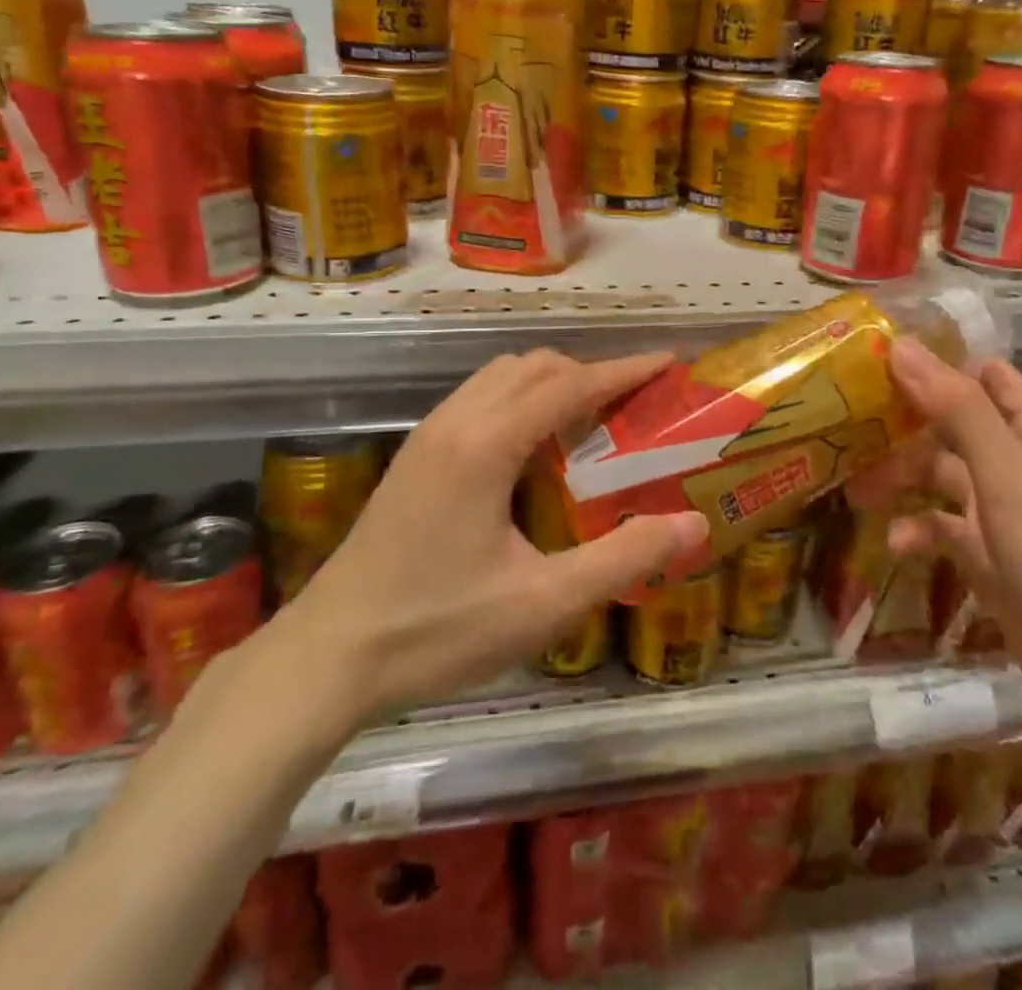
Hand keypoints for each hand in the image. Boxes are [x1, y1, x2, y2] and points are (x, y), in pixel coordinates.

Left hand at [281, 350, 708, 723]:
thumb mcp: (543, 602)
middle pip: (535, 365)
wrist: (327, 657)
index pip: (570, 384)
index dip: (624, 370)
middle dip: (590, 371)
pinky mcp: (415, 455)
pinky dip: (521, 399)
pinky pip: (480, 398)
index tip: (668, 362)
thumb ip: (624, 558)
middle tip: (634, 404)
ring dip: (552, 382)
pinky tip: (535, 450)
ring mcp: (428, 435)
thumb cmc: (437, 630)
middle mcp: (456, 421)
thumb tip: (694, 525)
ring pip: (502, 376)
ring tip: (591, 420)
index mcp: (487, 444)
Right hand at [849, 342, 1021, 730]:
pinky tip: (896, 543)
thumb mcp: (1007, 474)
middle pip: (952, 426)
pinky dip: (920, 531)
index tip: (874, 363)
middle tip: (848, 425)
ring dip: (901, 481)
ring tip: (856, 492)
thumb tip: (902, 345)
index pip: (982, 376)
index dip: (934, 366)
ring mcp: (1006, 510)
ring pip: (941, 477)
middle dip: (903, 427)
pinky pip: (945, 529)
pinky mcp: (992, 555)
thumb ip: (956, 407)